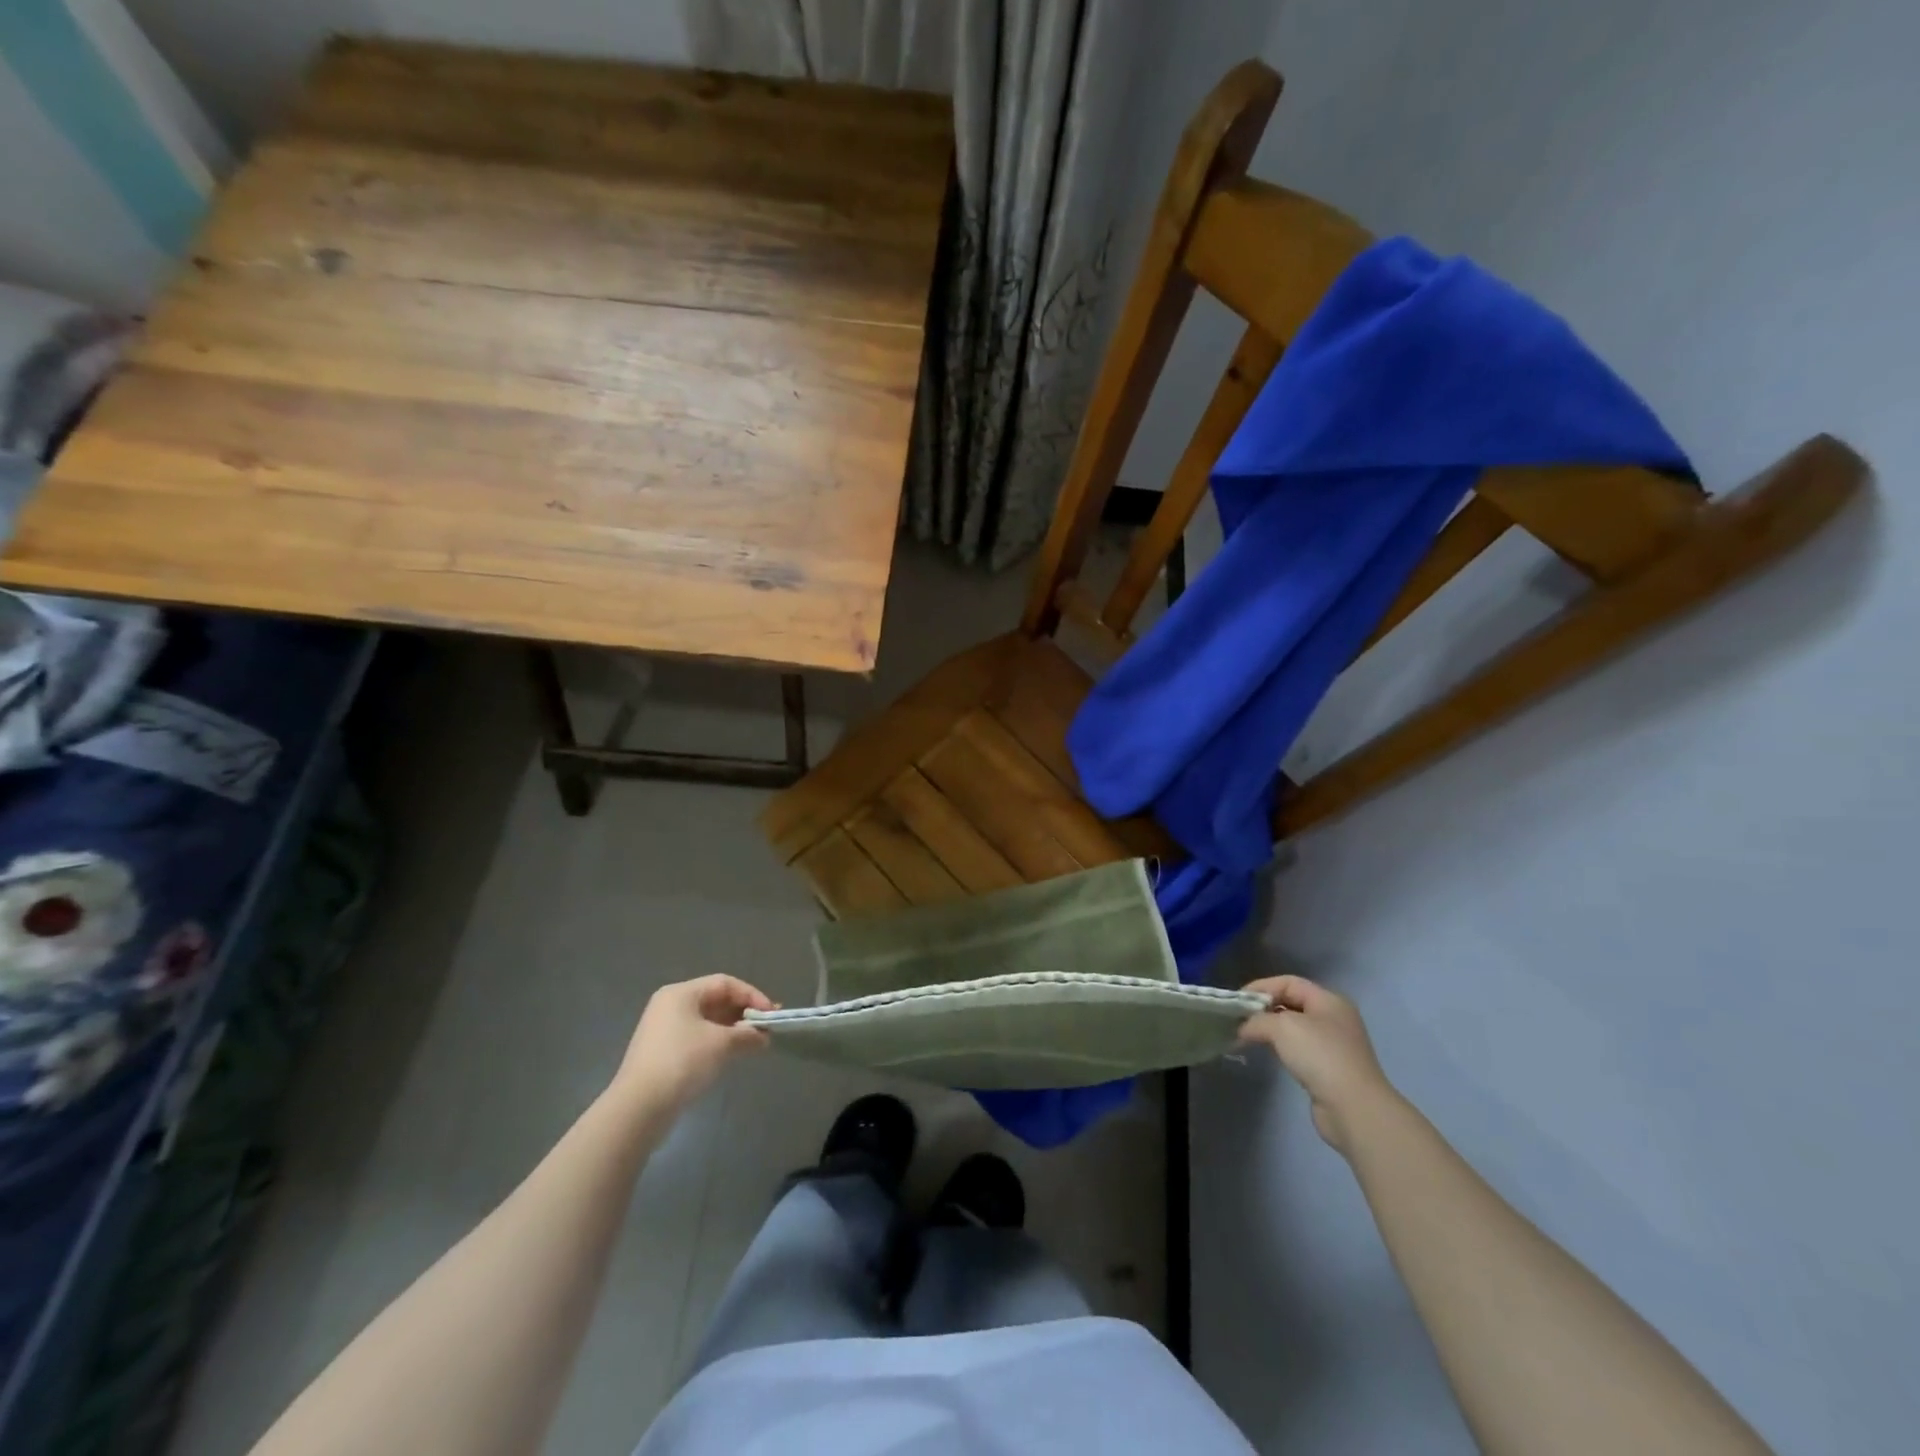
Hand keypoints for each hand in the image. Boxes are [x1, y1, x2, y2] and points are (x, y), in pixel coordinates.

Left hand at [614, 975, 775, 1110]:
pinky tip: (733, 1056)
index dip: (752, 996)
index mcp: (681, 993)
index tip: (771, 1015)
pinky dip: (718, 1043)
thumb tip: (764, 1037)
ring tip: (755, 1043)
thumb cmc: (683, 1062)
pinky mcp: (662, 1053)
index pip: (725, 983)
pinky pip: (697, 1038)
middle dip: (743, 1014)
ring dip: (733, 1030)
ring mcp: (664, 1030)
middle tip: (767, 1028)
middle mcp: (670, 1006)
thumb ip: (747, 1035)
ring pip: (708, 1021)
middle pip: (716, 1000)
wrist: (639, 1108)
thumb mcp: (722, 1044)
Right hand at [1238, 975, 1395, 1152]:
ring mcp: (1333, 1045)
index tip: (1236, 1000)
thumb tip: (1242, 1028)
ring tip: (1247, 1037)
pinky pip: (1298, 1049)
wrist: (1353, 1108)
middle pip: (1291, 1003)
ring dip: (1270, 1030)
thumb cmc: (1320, 1056)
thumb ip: (1257, 1020)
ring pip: (1293, 1028)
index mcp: (1329, 1001)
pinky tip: (1267, 1054)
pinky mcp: (1329, 1069)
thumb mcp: (1282, 1027)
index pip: (1289, 982)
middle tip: (1239, 1019)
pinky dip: (1280, 1048)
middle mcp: (1334, 1019)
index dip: (1261, 987)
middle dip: (1263, 1009)